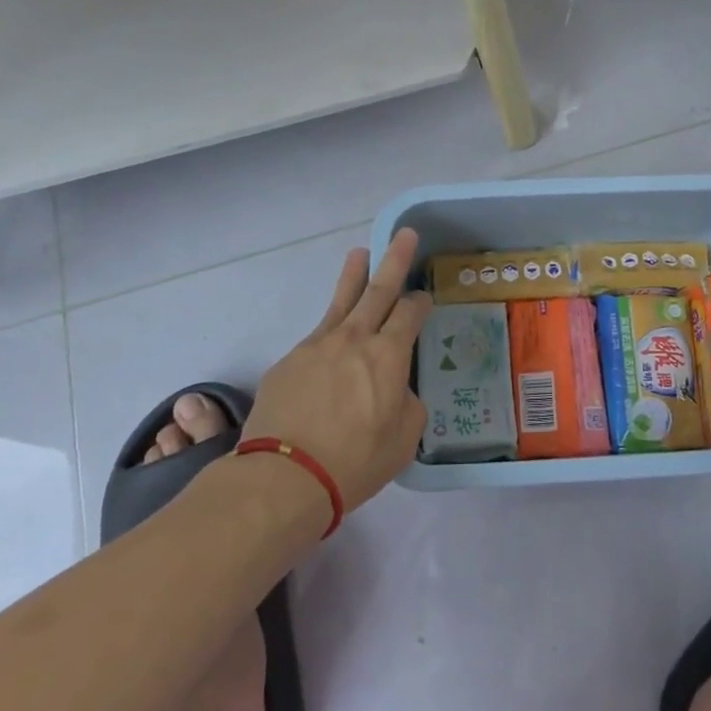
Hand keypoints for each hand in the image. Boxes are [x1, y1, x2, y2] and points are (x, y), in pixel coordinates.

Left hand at [241, 228, 431, 513]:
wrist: (286, 476)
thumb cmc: (355, 461)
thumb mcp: (404, 438)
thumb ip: (407, 403)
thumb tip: (396, 389)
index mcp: (388, 354)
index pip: (410, 313)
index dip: (420, 302)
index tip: (424, 298)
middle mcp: (355, 338)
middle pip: (379, 289)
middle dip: (394, 260)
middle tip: (403, 234)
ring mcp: (318, 345)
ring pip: (341, 300)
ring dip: (354, 275)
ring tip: (360, 253)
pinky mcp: (290, 360)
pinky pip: (317, 336)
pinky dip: (330, 330)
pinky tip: (331, 341)